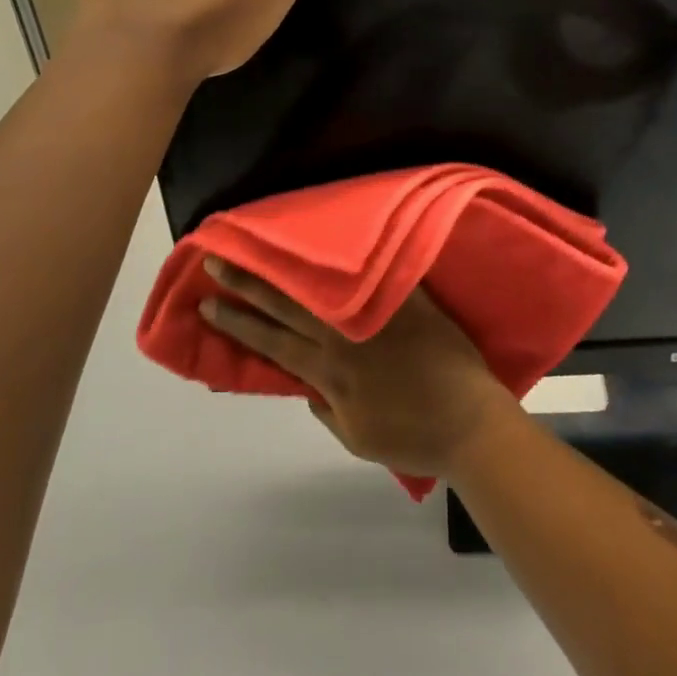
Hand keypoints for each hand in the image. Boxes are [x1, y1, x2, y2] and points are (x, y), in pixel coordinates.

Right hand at [198, 260, 516, 479]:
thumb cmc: (412, 436)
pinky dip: (351, 256)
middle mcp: (344, 336)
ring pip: (321, 285)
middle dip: (248, 283)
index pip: (271, 340)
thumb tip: (306, 384)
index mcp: (328, 370)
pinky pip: (373, 273)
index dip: (237, 322)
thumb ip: (327, 407)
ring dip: (288, 266)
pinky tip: (331, 238)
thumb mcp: (356, 436)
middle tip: (218, 260)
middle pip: (286, 304)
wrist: (469, 421)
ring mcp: (376, 313)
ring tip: (263, 246)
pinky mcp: (406, 298)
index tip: (208, 303)